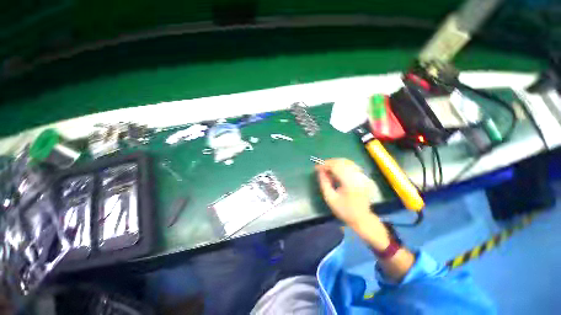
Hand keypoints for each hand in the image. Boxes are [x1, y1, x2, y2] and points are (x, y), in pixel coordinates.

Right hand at [315, 158, 376, 227]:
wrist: (361, 218)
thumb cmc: (344, 210)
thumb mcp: (330, 198)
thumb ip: (324, 183)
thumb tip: (320, 171)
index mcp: (350, 182)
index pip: (336, 167)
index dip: (325, 165)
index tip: (316, 167)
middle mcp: (357, 176)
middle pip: (341, 162)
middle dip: (329, 162)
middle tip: (320, 167)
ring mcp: (362, 175)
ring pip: (346, 162)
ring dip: (335, 163)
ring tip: (326, 168)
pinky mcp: (363, 177)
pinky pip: (351, 165)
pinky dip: (342, 165)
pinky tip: (336, 169)